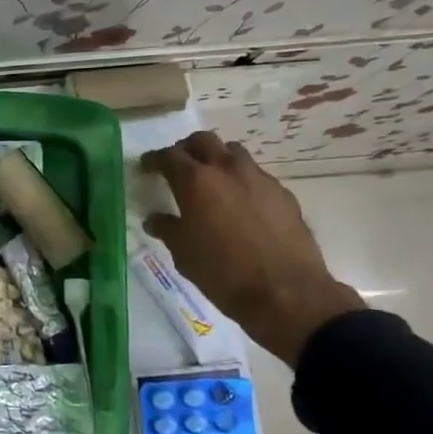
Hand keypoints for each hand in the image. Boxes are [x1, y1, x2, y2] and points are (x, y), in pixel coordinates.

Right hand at [141, 132, 363, 365]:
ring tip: (211, 179)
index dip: (154, 159)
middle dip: (187, 148)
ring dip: (218, 158)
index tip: (147, 166)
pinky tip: (240, 204)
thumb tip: (156, 219)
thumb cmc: (222, 272)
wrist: (285, 292)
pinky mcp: (283, 193)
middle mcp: (227, 170)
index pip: (169, 156)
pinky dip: (242, 180)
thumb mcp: (183, 253)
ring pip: (233, 152)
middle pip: (203, 141)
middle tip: (178, 165)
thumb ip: (167, 228)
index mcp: (196, 182)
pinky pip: (256, 175)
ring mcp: (259, 179)